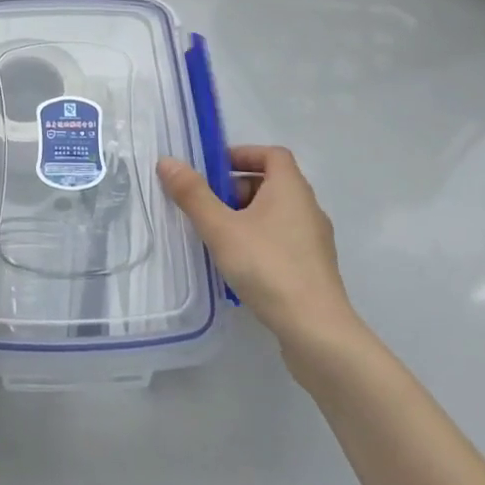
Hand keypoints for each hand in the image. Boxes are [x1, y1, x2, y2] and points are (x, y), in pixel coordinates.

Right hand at [157, 146, 360, 359]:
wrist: (316, 331)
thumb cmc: (268, 267)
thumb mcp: (221, 229)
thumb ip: (193, 195)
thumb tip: (167, 161)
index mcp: (291, 188)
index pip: (272, 154)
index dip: (243, 154)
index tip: (214, 169)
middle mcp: (308, 207)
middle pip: (271, 183)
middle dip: (236, 188)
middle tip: (207, 206)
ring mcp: (315, 240)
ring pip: (276, 214)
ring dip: (246, 217)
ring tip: (217, 237)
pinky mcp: (314, 269)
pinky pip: (282, 241)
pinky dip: (259, 241)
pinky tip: (239, 266)